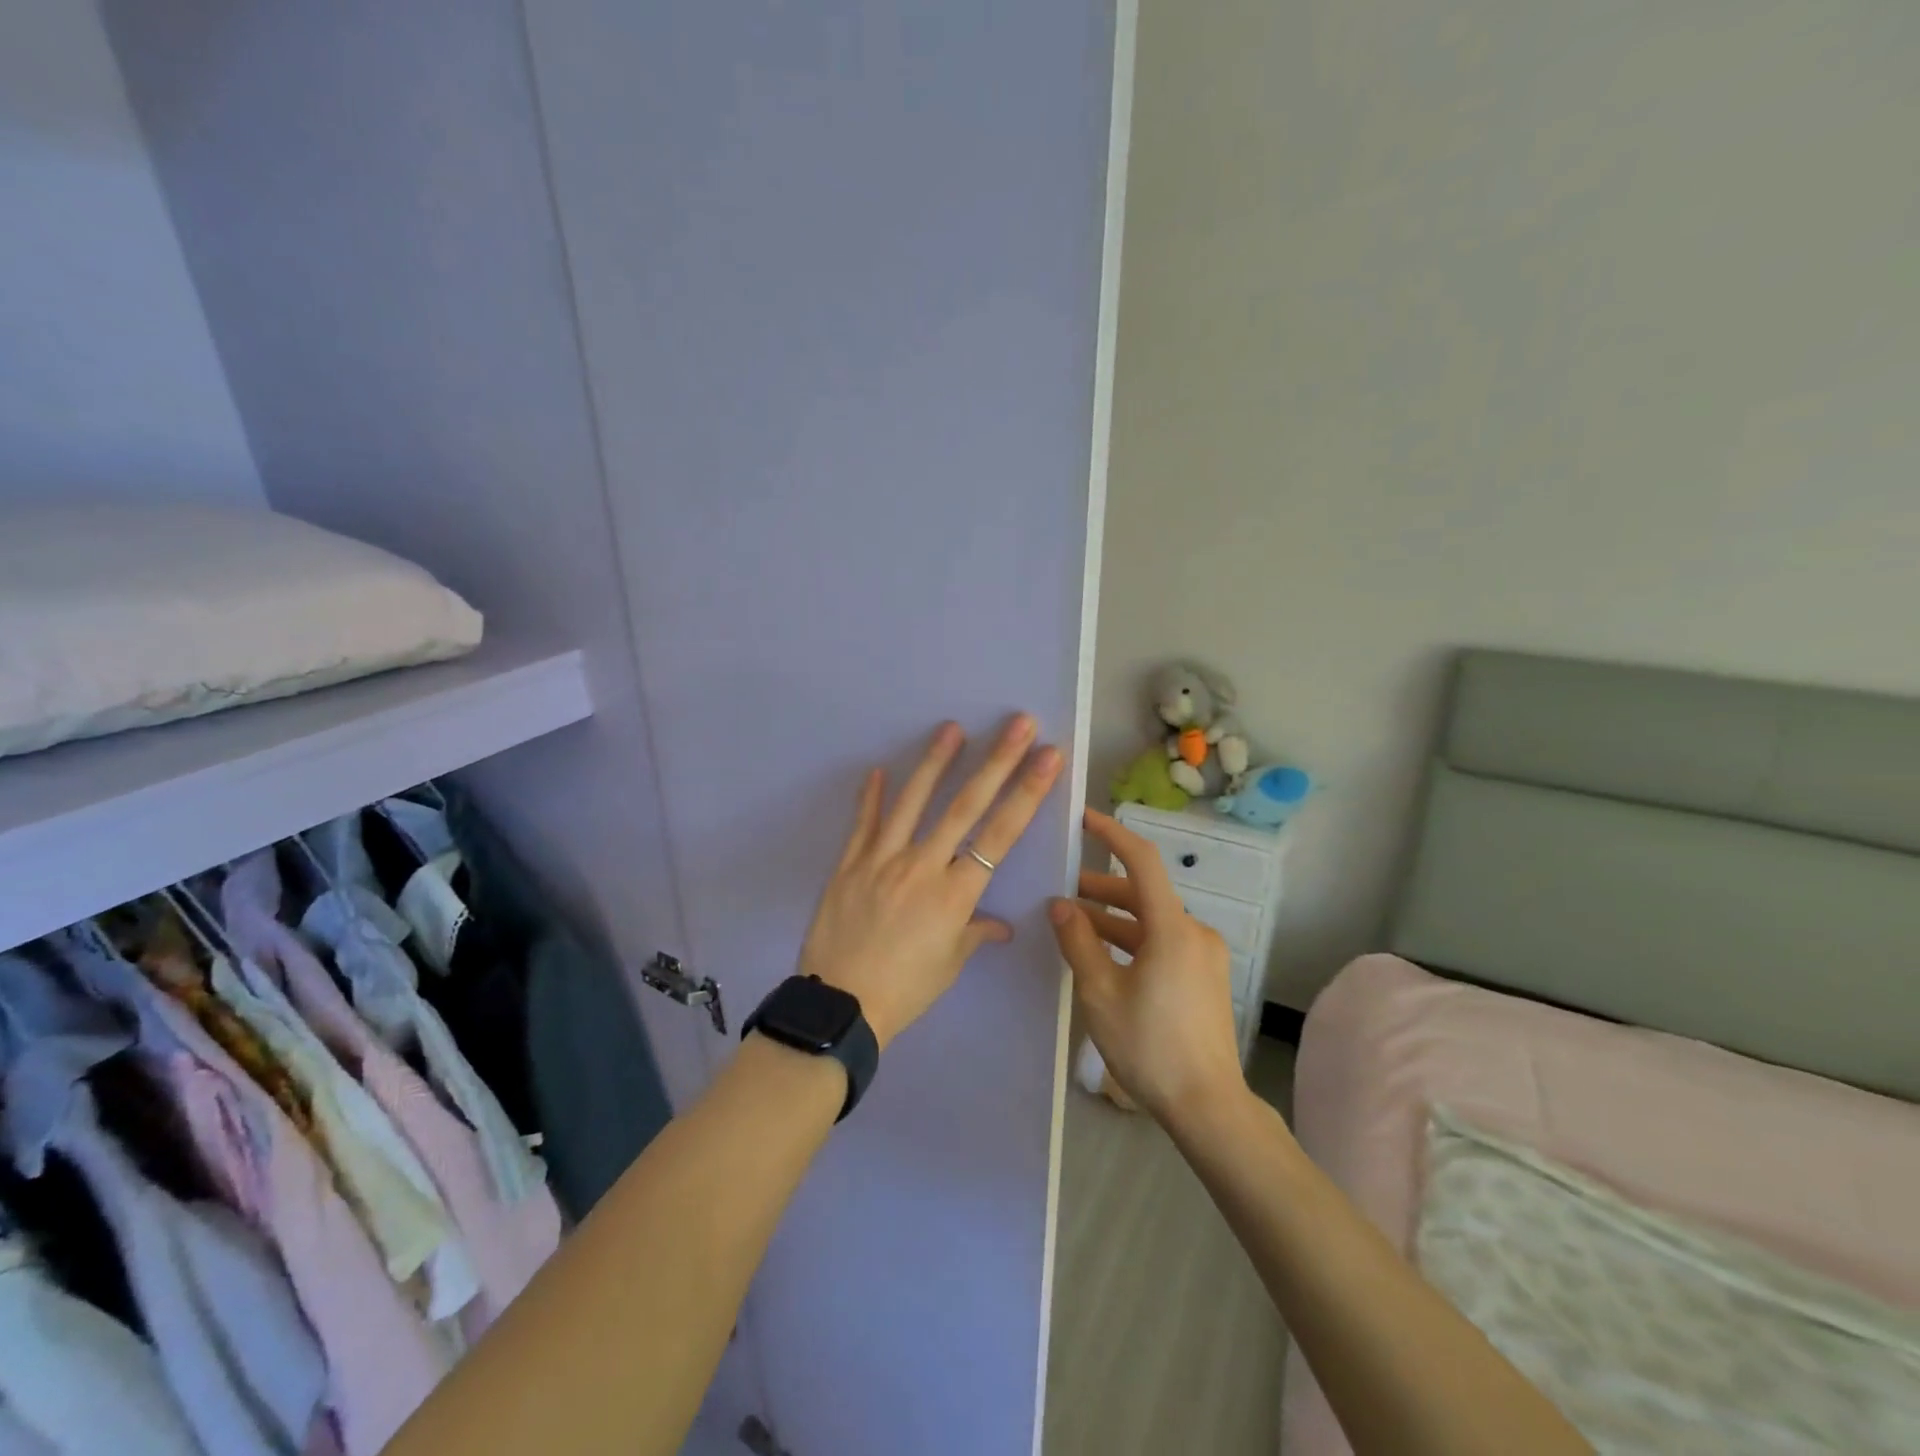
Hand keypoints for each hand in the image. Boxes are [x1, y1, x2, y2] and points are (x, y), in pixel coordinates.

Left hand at [798, 715, 1063, 1049]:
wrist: (840, 1007)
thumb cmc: (905, 991)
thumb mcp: (949, 965)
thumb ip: (975, 934)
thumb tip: (1000, 925)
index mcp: (955, 894)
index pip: (1001, 834)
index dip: (1027, 793)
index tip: (1048, 758)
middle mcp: (923, 866)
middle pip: (966, 806)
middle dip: (997, 762)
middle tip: (1018, 724)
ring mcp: (882, 860)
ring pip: (913, 802)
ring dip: (935, 762)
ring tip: (952, 728)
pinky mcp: (849, 864)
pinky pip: (863, 824)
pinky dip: (871, 796)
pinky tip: (878, 769)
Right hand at [1048, 810, 1244, 1124]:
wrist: (1207, 1107)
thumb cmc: (1149, 1046)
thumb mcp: (1100, 993)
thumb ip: (1078, 941)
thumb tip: (1059, 904)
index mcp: (1172, 929)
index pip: (1142, 862)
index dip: (1112, 835)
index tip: (1083, 819)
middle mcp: (1195, 932)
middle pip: (1143, 894)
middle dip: (1100, 890)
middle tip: (1060, 893)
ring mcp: (1204, 955)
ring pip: (1152, 921)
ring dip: (1114, 920)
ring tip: (1073, 927)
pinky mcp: (1205, 976)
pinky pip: (1163, 943)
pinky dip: (1132, 941)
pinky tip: (1104, 957)